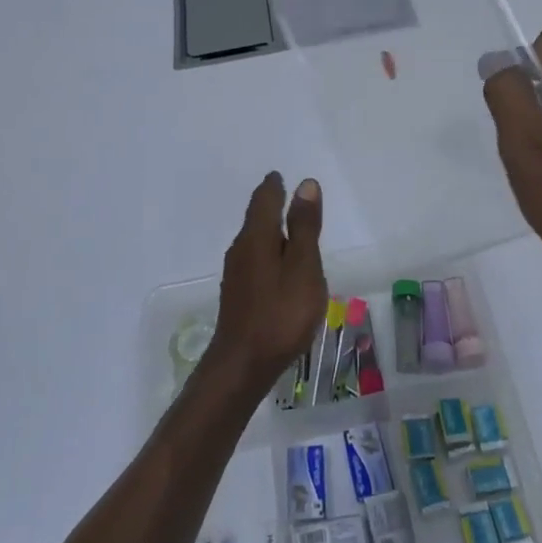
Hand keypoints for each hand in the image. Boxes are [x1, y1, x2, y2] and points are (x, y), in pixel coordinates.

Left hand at [204, 172, 327, 397]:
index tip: (280, 176)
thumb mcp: (303, 267)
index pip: (264, 200)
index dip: (274, 186)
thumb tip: (305, 184)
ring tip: (288, 231)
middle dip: (270, 206)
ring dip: (269, 231)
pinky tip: (278, 268)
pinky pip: (254, 261)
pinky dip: (268, 253)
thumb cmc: (280, 314)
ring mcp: (235, 274)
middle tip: (285, 196)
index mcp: (257, 237)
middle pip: (256, 219)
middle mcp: (241, 249)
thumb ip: (304, 227)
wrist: (242, 365)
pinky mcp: (237, 295)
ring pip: (254, 242)